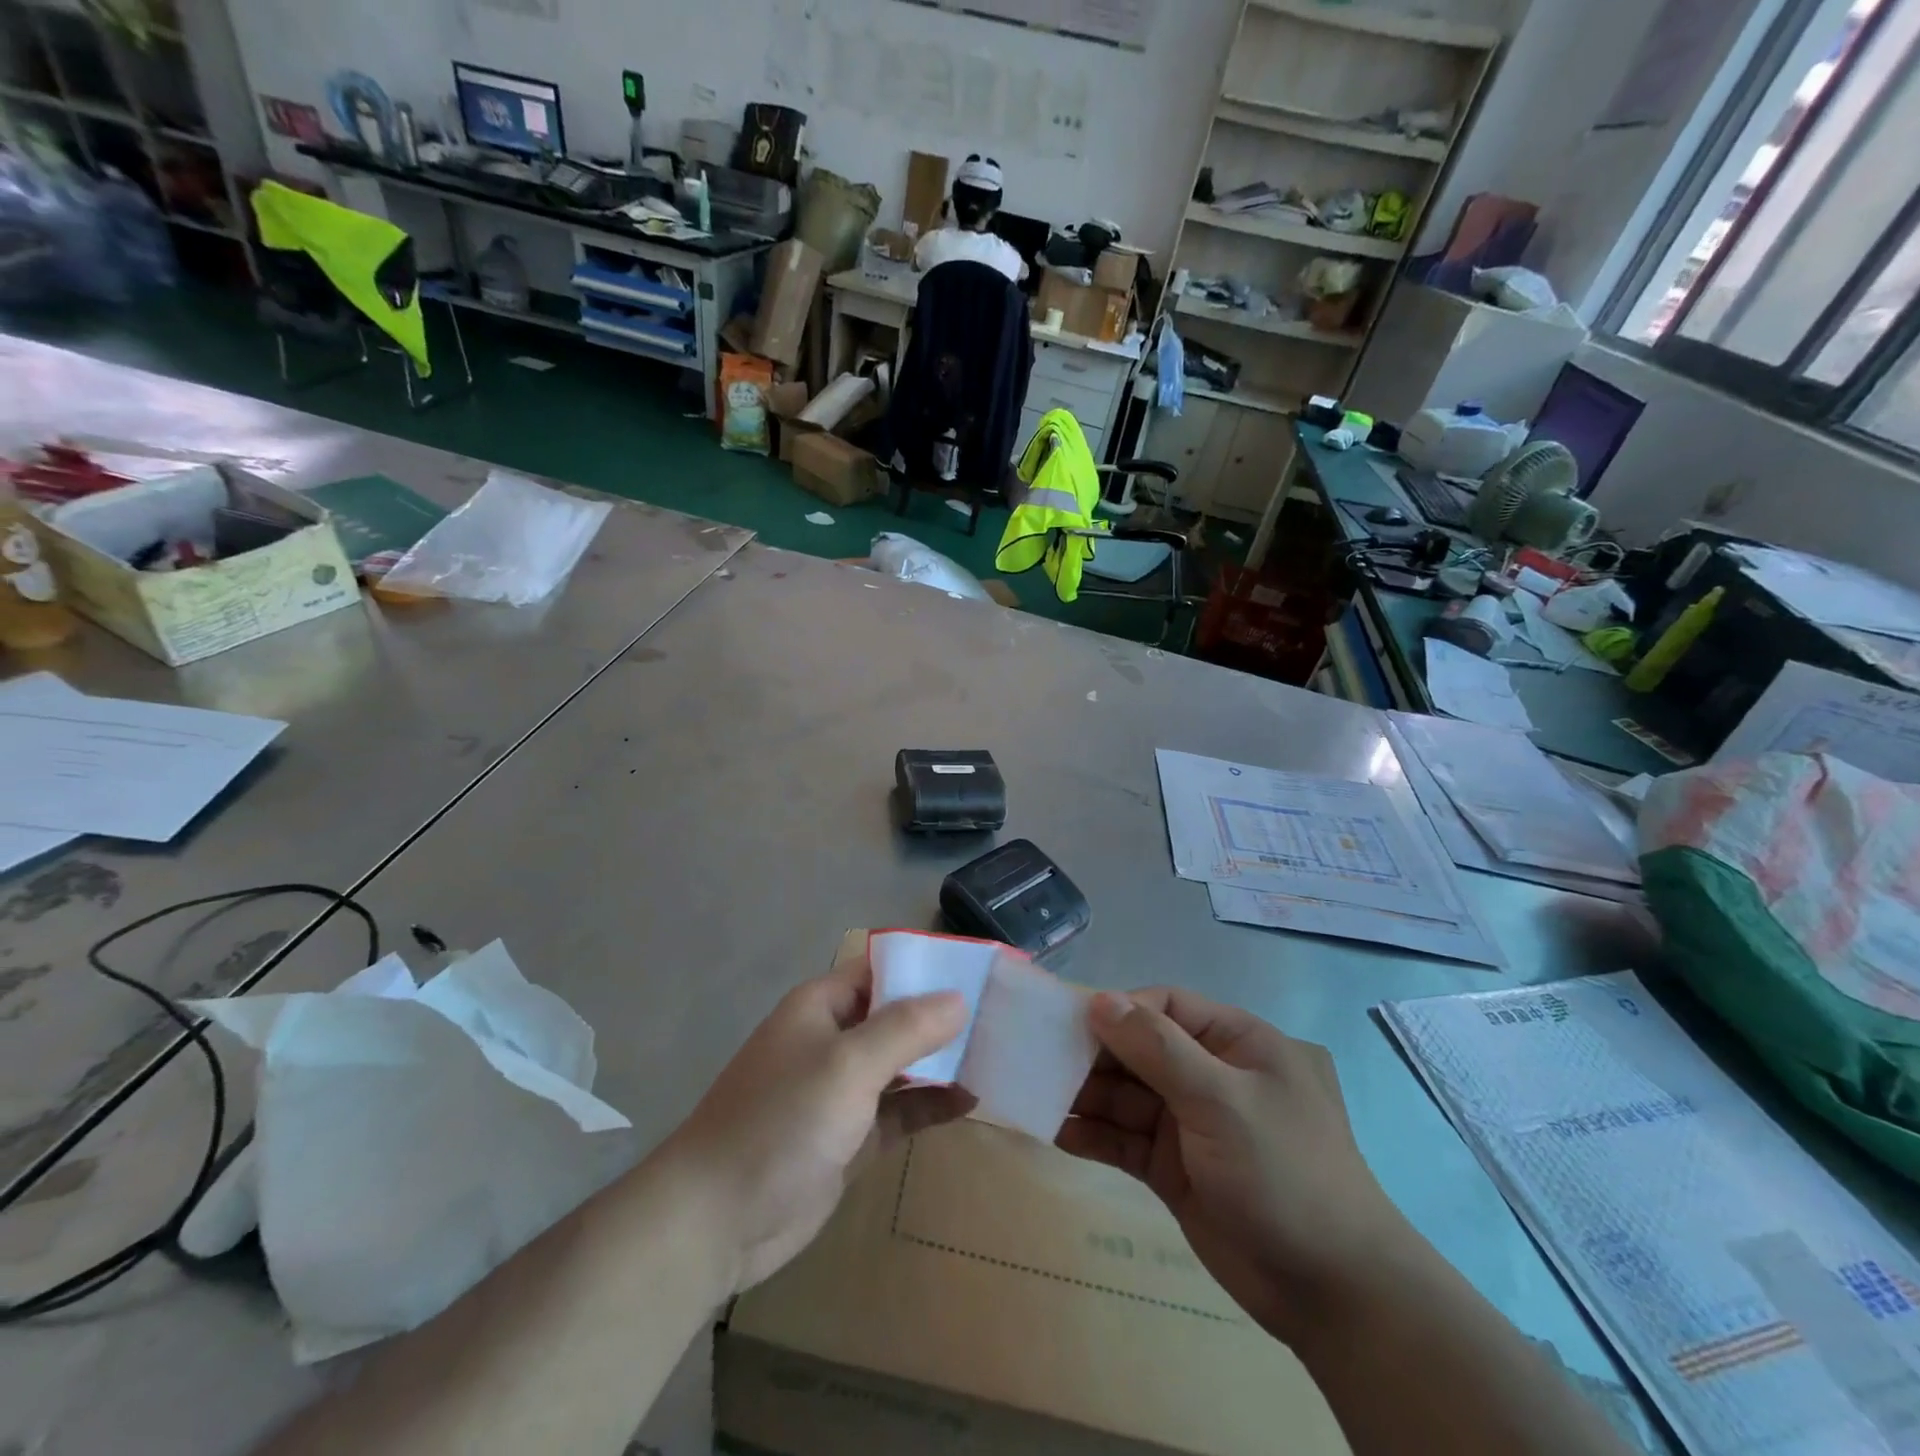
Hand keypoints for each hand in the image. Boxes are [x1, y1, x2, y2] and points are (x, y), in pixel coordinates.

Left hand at [662, 952, 971, 1293]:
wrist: (716, 1220)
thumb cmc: (782, 1121)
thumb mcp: (848, 1065)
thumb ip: (906, 1028)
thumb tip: (958, 997)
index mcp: (823, 1005)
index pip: (883, 969)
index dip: (927, 968)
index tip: (980, 972)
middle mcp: (833, 1039)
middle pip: (897, 1016)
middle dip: (943, 1017)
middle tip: (1002, 1017)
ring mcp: (841, 1091)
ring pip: (902, 1065)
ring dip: (943, 1062)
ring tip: (998, 1055)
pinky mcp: (849, 1137)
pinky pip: (899, 1110)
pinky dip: (931, 1105)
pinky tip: (972, 1102)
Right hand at [1057, 989, 1409, 1338]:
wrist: (1334, 1294)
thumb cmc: (1284, 1173)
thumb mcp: (1221, 1100)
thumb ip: (1157, 1048)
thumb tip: (1100, 1000)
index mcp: (1234, 1042)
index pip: (1165, 1005)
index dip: (1118, 1009)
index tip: (1070, 1023)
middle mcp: (1208, 1074)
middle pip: (1138, 1049)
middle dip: (1092, 1055)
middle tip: (1038, 1061)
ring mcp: (1189, 1123)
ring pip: (1125, 1095)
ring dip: (1084, 1095)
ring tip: (1035, 1095)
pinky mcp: (1173, 1167)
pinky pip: (1124, 1139)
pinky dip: (1092, 1135)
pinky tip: (1055, 1133)